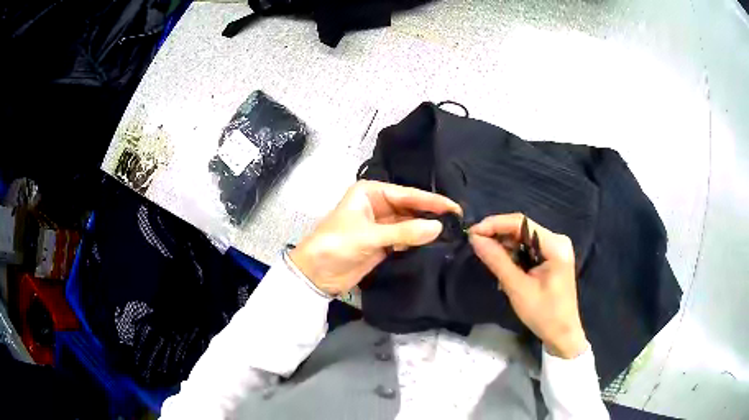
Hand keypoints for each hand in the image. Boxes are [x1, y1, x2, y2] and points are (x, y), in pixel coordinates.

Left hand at [290, 180, 461, 295]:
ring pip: (409, 224)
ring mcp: (380, 225)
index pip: (407, 194)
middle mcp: (377, 205)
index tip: (455, 207)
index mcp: (370, 193)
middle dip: (431, 213)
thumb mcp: (369, 236)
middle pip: (410, 207)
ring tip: (452, 231)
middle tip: (458, 220)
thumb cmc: (336, 245)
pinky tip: (434, 242)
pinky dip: (417, 241)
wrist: (315, 275)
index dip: (431, 201)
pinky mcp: (382, 244)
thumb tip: (438, 227)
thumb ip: (404, 232)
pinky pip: (405, 239)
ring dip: (426, 228)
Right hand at [468, 214, 587, 358]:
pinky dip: (513, 255)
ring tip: (486, 257)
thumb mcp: (517, 288)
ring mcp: (555, 249)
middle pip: (522, 228)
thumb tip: (475, 239)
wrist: (562, 334)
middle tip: (475, 244)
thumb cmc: (543, 314)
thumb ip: (497, 260)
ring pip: (523, 238)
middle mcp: (557, 241)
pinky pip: (528, 248)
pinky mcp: (551, 257)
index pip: (521, 223)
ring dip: (504, 246)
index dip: (494, 224)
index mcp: (555, 245)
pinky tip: (501, 265)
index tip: (472, 233)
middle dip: (498, 235)